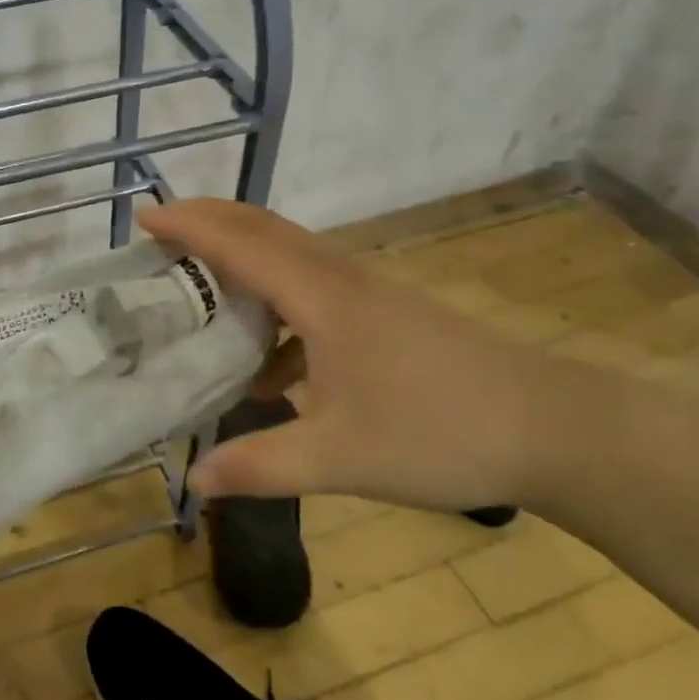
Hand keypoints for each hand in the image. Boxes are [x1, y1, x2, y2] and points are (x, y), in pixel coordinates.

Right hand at [140, 199, 587, 512]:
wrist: (554, 430)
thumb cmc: (439, 432)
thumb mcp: (339, 458)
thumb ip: (261, 465)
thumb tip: (195, 480)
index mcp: (321, 297)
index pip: (240, 244)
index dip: (188, 227)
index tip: (143, 219)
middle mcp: (340, 280)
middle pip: (264, 230)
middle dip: (209, 222)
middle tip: (161, 234)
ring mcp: (368, 294)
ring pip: (290, 256)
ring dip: (242, 258)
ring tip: (200, 288)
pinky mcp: (386, 315)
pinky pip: (314, 290)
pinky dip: (277, 305)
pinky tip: (271, 369)